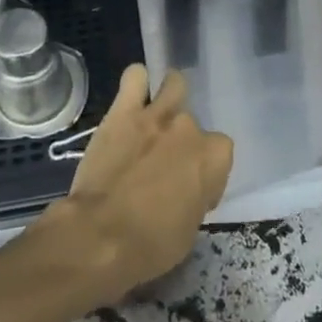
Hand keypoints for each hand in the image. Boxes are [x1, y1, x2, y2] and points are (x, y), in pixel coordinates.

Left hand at [46, 64, 232, 301]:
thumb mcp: (190, 229)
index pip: (220, 154)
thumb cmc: (151, 244)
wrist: (101, 235)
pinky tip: (132, 97)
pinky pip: (135, 77)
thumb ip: (196, 196)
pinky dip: (136, 83)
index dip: (205, 172)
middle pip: (194, 124)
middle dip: (182, 140)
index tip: (190, 191)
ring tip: (155, 117)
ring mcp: (157, 115)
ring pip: (174, 84)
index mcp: (214, 157)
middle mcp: (190, 128)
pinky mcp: (123, 111)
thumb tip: (186, 189)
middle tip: (164, 163)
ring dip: (169, 97)